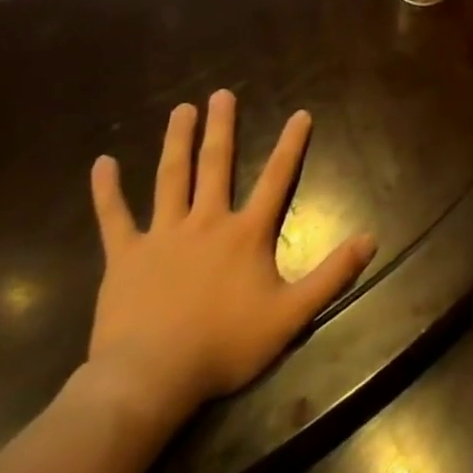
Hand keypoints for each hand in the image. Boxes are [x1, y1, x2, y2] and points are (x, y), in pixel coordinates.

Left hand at [85, 91, 376, 426]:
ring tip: (182, 110)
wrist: (149, 378)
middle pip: (216, 165)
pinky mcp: (124, 257)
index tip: (300, 113)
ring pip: (171, 177)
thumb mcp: (292, 314)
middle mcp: (207, 222)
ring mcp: (163, 236)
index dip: (291, 145)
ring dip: (178, 141)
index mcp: (246, 233)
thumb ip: (333, 274)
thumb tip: (371, 238)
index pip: (277, 178)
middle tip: (222, 94)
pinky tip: (101, 163)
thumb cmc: (224, 345)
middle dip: (222, 127)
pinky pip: (114, 217)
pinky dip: (107, 190)